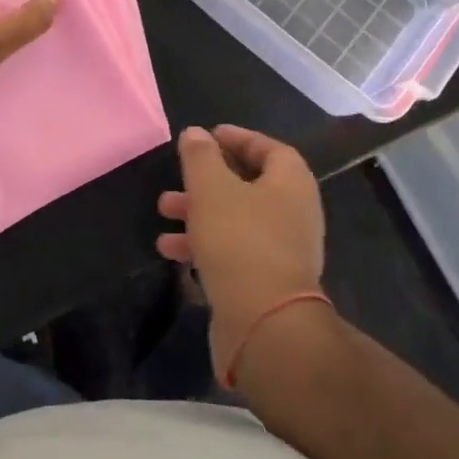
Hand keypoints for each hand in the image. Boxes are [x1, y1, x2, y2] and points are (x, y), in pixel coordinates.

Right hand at [157, 125, 326, 382]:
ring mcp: (284, 250)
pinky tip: (172, 251)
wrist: (265, 325)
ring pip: (237, 219)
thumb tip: (196, 133)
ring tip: (164, 213)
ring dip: (199, 213)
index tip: (208, 136)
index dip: (238, 138)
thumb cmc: (240, 241)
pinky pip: (235, 252)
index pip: (268, 148)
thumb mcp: (212, 188)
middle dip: (208, 180)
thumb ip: (201, 156)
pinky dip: (205, 245)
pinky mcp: (268, 283)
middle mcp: (294, 212)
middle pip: (249, 184)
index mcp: (291, 182)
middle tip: (178, 177)